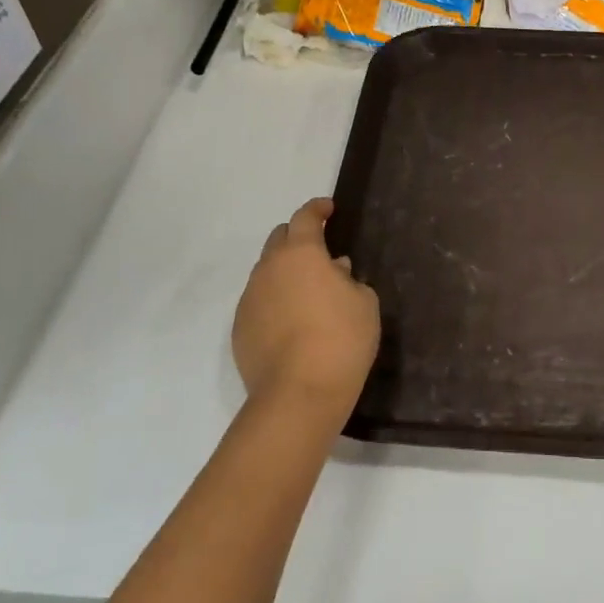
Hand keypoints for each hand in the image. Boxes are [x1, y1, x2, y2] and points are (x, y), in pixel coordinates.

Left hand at [232, 199, 379, 421]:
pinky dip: (274, 302)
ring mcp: (249, 299)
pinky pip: (259, 303)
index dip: (317, 209)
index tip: (329, 208)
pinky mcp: (240, 329)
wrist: (299, 394)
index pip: (305, 217)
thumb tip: (335, 270)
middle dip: (297, 238)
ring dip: (285, 273)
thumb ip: (349, 279)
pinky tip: (292, 324)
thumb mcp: (364, 303)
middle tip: (319, 252)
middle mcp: (269, 268)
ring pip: (266, 273)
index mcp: (301, 253)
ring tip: (307, 293)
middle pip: (279, 239)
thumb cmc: (342, 339)